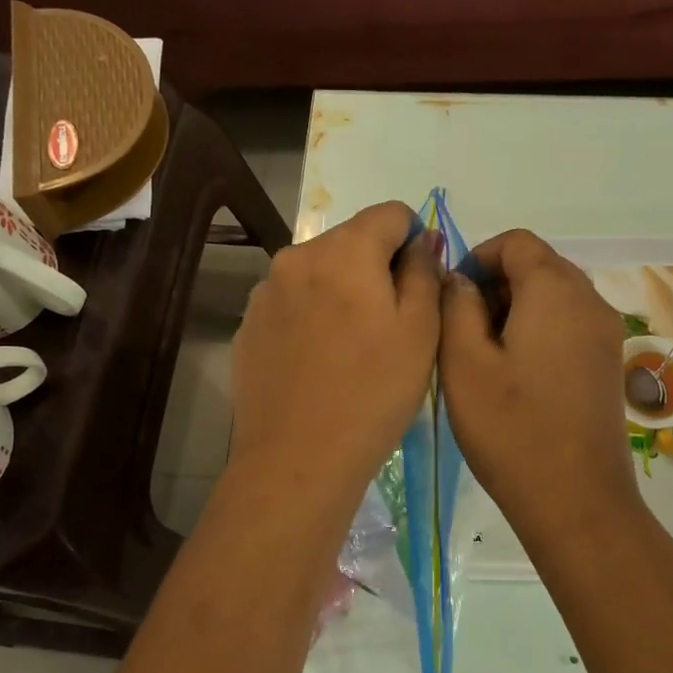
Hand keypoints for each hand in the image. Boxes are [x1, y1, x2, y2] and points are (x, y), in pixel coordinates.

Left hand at [230, 201, 441, 498]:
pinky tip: (319, 363)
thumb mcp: (421, 331)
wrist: (298, 459)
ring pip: (318, 273)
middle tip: (391, 324)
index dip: (414, 240)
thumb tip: (420, 241)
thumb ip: (424, 272)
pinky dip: (311, 317)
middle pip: (350, 241)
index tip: (419, 284)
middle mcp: (297, 257)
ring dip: (341, 291)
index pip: (390, 213)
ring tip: (352, 347)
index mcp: (343, 251)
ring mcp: (265, 293)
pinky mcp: (248, 326)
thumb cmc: (373, 393)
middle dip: (375, 268)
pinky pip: (292, 304)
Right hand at [438, 230, 642, 550]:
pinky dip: (538, 329)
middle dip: (495, 284)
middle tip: (461, 329)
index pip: (516, 242)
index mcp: (555, 289)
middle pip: (538, 265)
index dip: (478, 257)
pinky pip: (569, 323)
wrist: (576, 500)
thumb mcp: (464, 363)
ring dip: (515, 308)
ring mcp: (605, 332)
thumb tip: (459, 280)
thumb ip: (455, 306)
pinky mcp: (608, 362)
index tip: (450, 296)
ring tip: (483, 354)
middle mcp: (589, 300)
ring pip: (554, 295)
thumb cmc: (511, 428)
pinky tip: (515, 373)